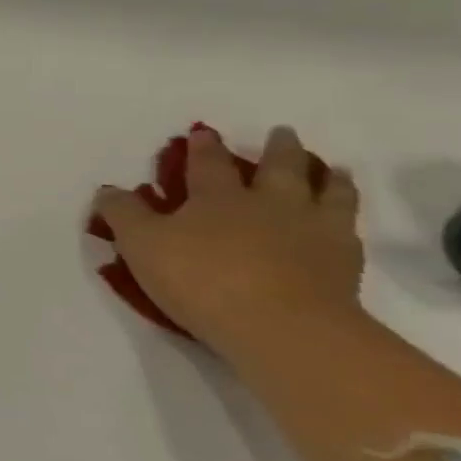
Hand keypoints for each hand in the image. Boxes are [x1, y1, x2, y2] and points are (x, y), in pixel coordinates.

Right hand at [94, 126, 363, 357]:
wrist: (283, 328)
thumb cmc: (201, 278)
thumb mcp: (141, 244)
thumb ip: (123, 214)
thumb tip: (109, 189)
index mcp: (218, 197)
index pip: (208, 164)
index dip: (203, 147)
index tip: (204, 133)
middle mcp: (269, 204)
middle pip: (279, 167)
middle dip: (278, 148)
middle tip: (283, 132)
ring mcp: (314, 231)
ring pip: (328, 192)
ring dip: (330, 177)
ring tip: (333, 169)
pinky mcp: (345, 263)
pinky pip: (350, 229)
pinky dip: (348, 216)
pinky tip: (346, 221)